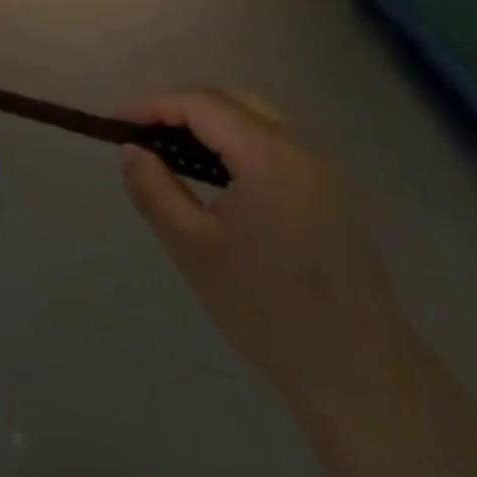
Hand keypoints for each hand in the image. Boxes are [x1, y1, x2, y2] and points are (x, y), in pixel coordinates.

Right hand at [121, 89, 420, 416]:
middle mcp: (300, 147)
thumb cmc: (268, 310)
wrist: (360, 376)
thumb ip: (154, 190)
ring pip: (253, 117)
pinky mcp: (331, 190)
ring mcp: (322, 167)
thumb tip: (132, 149)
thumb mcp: (193, 249)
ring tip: (169, 149)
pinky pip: (273, 141)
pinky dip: (235, 140)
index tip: (116, 123)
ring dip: (208, 121)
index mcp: (268, 155)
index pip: (200, 103)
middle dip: (179, 107)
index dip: (153, 105)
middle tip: (141, 133)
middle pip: (229, 100)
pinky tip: (214, 172)